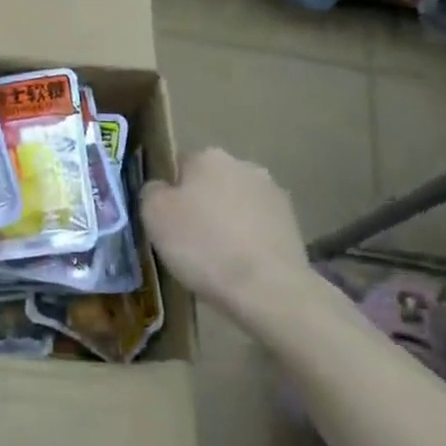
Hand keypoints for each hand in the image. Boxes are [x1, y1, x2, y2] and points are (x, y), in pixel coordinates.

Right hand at [142, 149, 312, 320]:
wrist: (267, 289)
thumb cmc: (202, 245)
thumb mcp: (153, 215)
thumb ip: (151, 191)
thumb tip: (160, 188)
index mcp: (208, 156)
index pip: (179, 166)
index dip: (170, 194)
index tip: (166, 222)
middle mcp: (244, 165)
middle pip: (211, 183)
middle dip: (201, 204)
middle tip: (188, 240)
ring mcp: (273, 194)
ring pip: (236, 205)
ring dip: (227, 222)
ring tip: (216, 258)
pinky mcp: (293, 224)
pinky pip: (258, 228)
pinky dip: (248, 241)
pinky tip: (240, 266)